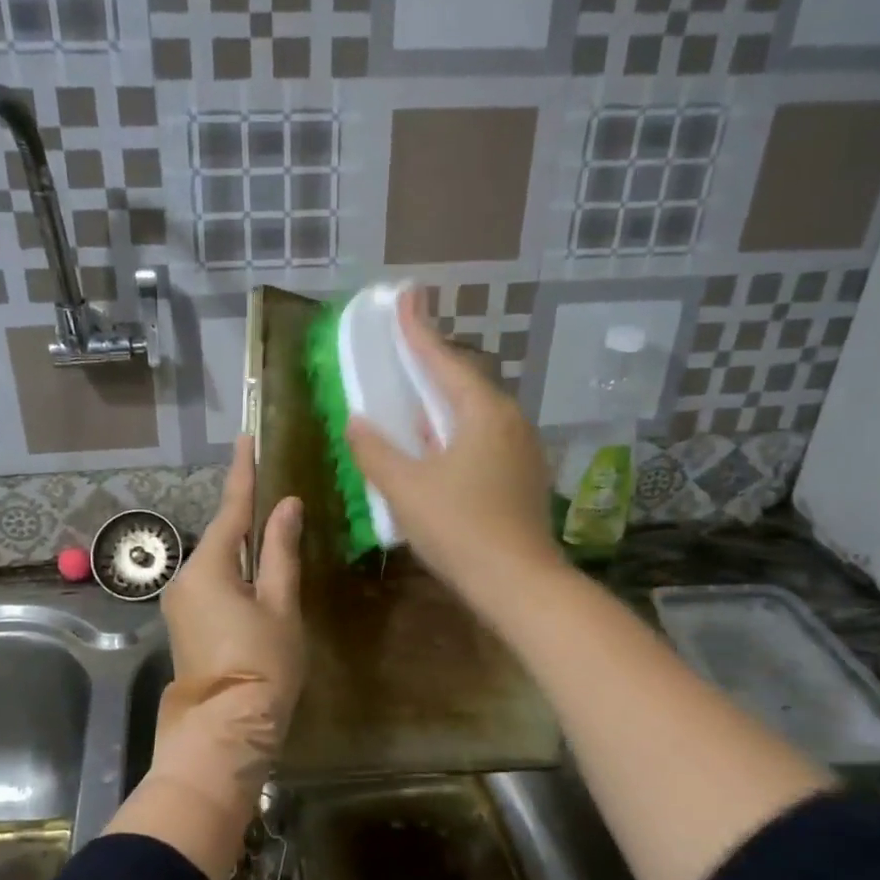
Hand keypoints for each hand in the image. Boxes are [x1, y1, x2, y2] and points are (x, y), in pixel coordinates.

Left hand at [155, 436, 302, 797]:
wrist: (225, 730)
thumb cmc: (262, 665)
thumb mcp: (280, 605)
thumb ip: (281, 552)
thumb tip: (286, 506)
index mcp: (210, 567)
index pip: (232, 508)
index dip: (243, 472)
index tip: (246, 439)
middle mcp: (187, 577)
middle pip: (224, 536)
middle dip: (247, 515)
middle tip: (275, 490)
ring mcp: (182, 602)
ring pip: (219, 561)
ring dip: (244, 546)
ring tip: (275, 531)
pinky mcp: (186, 623)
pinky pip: (213, 582)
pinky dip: (236, 571)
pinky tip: (258, 573)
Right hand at [346, 290, 560, 600]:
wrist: (519, 583)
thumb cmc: (459, 528)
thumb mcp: (405, 488)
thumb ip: (375, 450)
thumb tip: (357, 422)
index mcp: (482, 412)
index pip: (442, 360)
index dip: (417, 329)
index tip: (405, 295)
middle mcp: (508, 420)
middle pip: (462, 382)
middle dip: (430, 365)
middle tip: (403, 350)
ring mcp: (521, 449)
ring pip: (473, 413)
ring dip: (441, 403)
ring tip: (412, 399)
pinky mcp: (522, 476)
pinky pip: (481, 438)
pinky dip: (453, 432)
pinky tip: (435, 448)